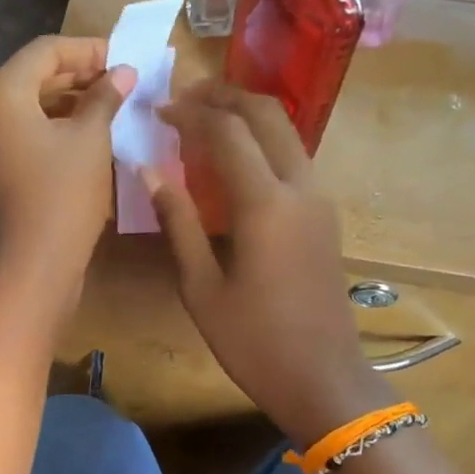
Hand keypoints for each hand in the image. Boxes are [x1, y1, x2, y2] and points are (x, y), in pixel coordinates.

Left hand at [0, 35, 134, 295]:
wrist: (32, 267)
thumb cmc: (63, 195)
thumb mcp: (90, 140)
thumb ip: (105, 98)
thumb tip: (123, 73)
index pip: (45, 52)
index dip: (88, 50)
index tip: (123, 59)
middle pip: (32, 78)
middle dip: (77, 77)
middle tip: (119, 84)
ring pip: (26, 111)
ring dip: (66, 105)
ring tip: (108, 110)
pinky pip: (20, 138)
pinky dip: (51, 132)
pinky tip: (84, 141)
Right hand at [146, 82, 389, 447]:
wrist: (323, 377)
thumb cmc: (253, 341)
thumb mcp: (201, 287)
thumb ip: (177, 222)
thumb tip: (149, 171)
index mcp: (266, 204)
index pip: (227, 132)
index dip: (190, 113)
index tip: (158, 110)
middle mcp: (300, 188)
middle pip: (267, 114)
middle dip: (225, 96)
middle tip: (185, 97)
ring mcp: (320, 200)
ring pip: (286, 132)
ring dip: (247, 115)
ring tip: (205, 120)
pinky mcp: (325, 216)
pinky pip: (293, 158)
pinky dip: (262, 142)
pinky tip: (233, 161)